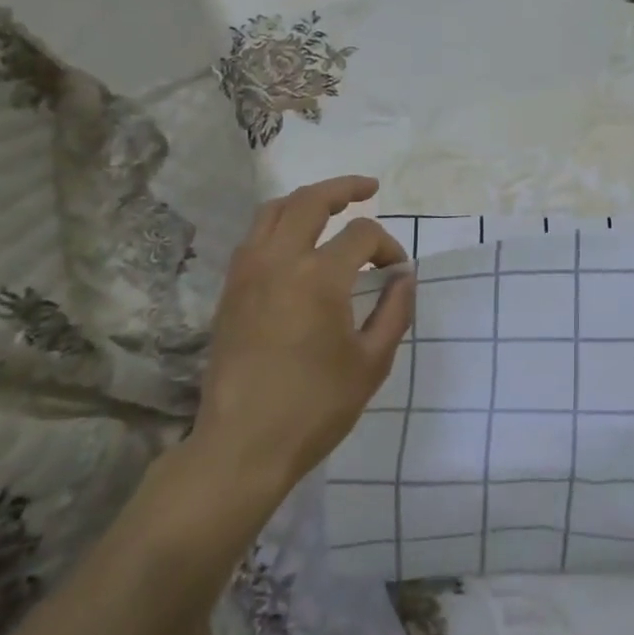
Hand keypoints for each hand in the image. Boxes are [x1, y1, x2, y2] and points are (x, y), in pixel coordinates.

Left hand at [188, 176, 415, 506]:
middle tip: (369, 188)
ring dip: (306, 200)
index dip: (388, 246)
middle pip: (310, 201)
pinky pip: (254, 237)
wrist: (242, 446)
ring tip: (331, 205)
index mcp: (319, 277)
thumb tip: (403, 277)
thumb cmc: (316, 406)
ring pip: (273, 211)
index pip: (362, 235)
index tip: (397, 273)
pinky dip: (279, 224)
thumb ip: (394, 311)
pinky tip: (296, 241)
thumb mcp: (372, 362)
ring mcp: (247, 274)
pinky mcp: (229, 292)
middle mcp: (279, 262)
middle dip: (344, 188)